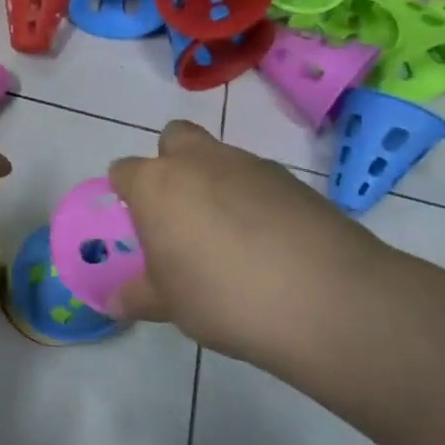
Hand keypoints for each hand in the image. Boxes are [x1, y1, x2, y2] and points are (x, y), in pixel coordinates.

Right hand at [107, 120, 388, 365]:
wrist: (329, 301)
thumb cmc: (222, 297)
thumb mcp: (168, 305)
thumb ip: (138, 296)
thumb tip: (116, 303)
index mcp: (156, 185)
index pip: (124, 170)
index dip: (127, 193)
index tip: (138, 224)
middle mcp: (198, 162)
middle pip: (174, 138)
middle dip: (172, 163)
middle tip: (180, 211)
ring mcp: (250, 166)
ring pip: (220, 157)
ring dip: (216, 182)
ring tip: (229, 236)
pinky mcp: (295, 182)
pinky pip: (260, 181)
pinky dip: (256, 201)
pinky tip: (268, 243)